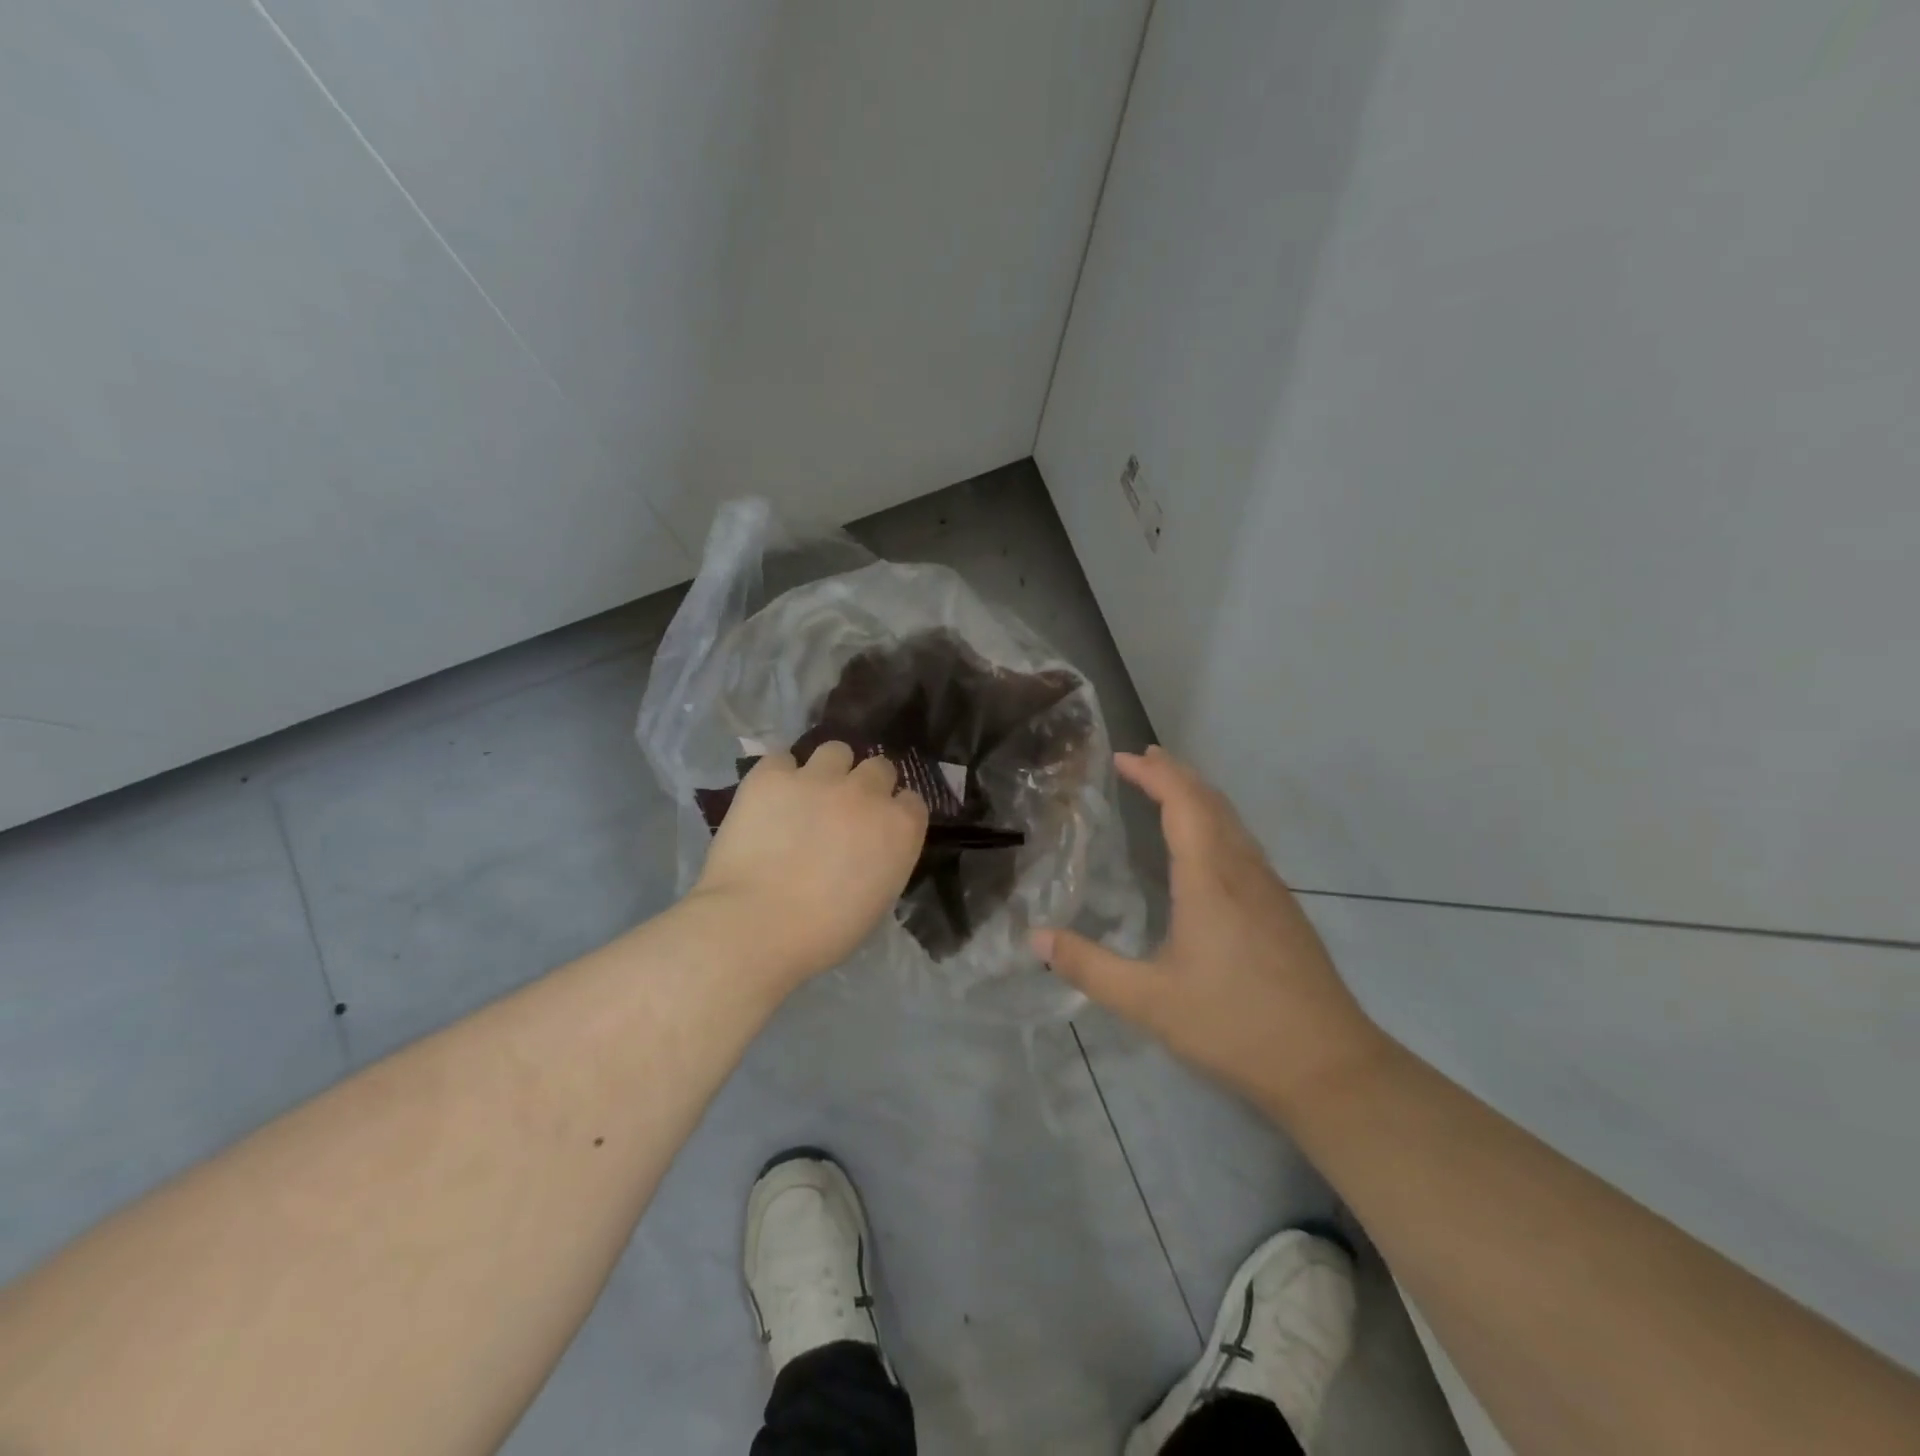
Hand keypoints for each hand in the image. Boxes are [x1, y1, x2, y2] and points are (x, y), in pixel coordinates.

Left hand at [688, 743, 928, 987]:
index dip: (894, 812)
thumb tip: (869, 849)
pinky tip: (770, 799)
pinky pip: (782, 759)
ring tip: (807, 794)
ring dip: (828, 769)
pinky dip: (779, 775)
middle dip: (866, 786)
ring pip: (835, 750)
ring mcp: (818, 778)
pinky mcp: (772, 775)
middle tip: (844, 811)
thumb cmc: (824, 932)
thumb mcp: (877, 900)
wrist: (756, 925)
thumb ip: (883, 860)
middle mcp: (866, 792)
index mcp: (899, 827)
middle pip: (878, 768)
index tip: (878, 829)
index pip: (911, 801)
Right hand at [1033, 747, 1384, 1111]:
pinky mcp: (1283, 910)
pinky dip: (1217, 822)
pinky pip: (1244, 844)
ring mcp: (1270, 889)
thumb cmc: (1233, 1025)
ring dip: (1199, 796)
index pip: (1183, 804)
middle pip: (1211, 802)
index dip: (1154, 774)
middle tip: (1143, 759)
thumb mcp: (1148, 1000)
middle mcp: (1243, 871)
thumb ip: (1089, 966)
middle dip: (1176, 774)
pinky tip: (1208, 847)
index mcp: (1210, 879)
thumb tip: (1035, 937)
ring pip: (1233, 822)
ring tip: (1171, 789)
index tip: (1122, 758)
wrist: (1329, 1066)